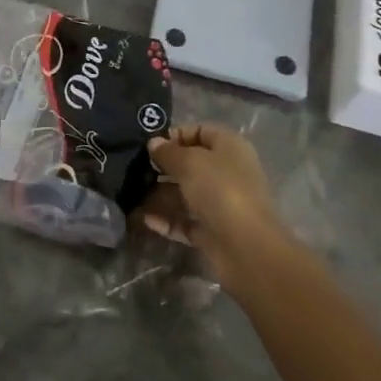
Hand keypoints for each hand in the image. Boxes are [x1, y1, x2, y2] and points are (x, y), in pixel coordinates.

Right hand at [140, 123, 291, 293]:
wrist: (247, 249)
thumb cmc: (220, 191)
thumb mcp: (189, 162)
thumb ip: (168, 152)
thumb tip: (154, 143)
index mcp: (229, 148)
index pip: (200, 131)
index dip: (175, 135)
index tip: (149, 145)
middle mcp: (228, 173)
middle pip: (191, 164)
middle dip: (164, 167)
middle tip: (136, 170)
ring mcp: (221, 204)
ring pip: (186, 194)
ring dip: (161, 195)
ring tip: (133, 194)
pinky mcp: (214, 232)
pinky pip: (186, 221)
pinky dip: (167, 220)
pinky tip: (146, 219)